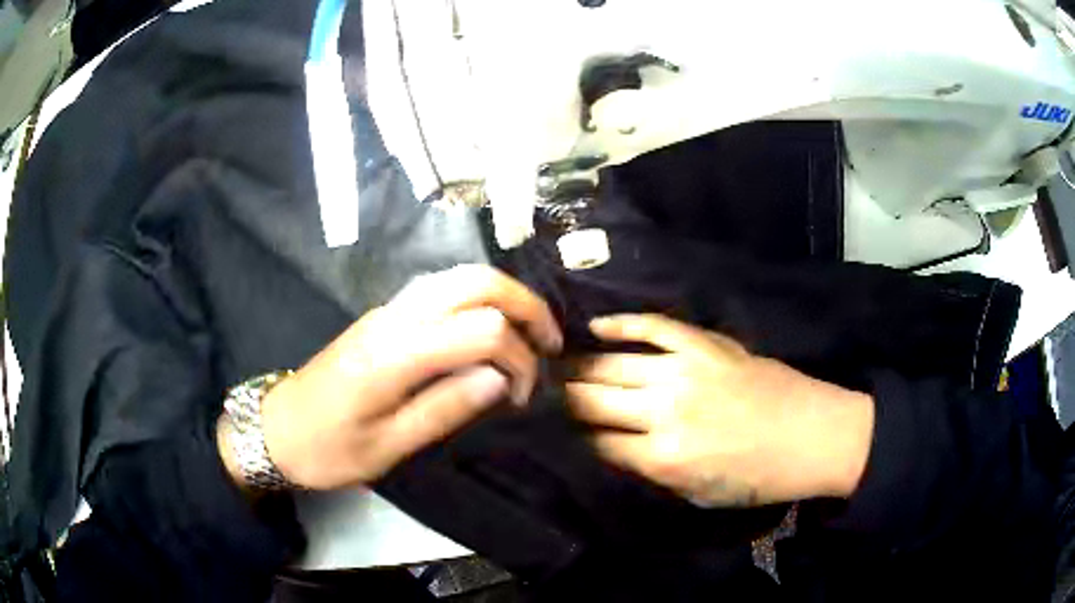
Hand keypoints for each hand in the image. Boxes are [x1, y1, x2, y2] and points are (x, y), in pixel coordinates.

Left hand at [218, 265, 561, 490]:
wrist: (277, 428)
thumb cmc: (329, 449)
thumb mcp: (387, 447)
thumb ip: (445, 408)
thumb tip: (500, 378)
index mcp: (394, 354)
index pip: (481, 330)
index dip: (517, 358)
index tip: (522, 396)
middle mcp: (394, 316)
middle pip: (475, 280)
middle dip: (525, 305)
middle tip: (550, 343)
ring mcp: (388, 308)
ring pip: (460, 276)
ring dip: (504, 297)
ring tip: (529, 335)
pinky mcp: (385, 314)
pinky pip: (443, 288)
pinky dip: (480, 300)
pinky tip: (490, 329)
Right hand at [565, 314, 873, 507]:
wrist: (814, 435)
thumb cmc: (758, 476)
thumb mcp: (699, 494)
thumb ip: (651, 473)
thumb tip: (611, 451)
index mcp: (665, 458)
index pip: (597, 444)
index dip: (573, 439)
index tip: (557, 432)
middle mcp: (666, 411)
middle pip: (594, 400)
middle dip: (564, 400)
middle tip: (543, 394)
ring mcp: (685, 370)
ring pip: (613, 363)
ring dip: (580, 367)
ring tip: (558, 366)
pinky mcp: (704, 344)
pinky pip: (653, 326)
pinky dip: (621, 324)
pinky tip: (594, 327)